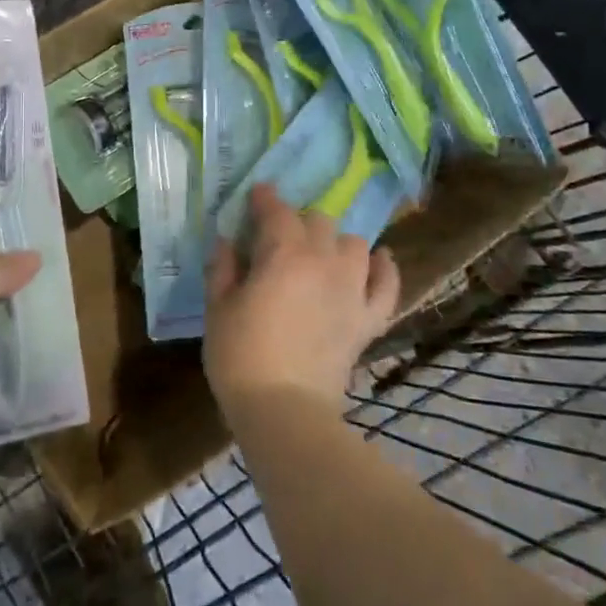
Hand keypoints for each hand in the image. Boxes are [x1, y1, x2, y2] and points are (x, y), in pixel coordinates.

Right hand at [204, 184, 399, 420]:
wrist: (283, 410)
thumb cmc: (240, 357)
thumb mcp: (218, 308)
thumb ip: (223, 268)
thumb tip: (226, 241)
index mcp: (283, 253)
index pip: (276, 211)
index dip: (265, 198)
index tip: (257, 195)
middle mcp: (324, 261)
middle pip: (318, 221)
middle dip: (298, 221)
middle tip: (280, 236)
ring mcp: (352, 289)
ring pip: (354, 244)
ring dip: (336, 242)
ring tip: (322, 252)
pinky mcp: (368, 318)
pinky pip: (388, 284)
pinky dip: (384, 268)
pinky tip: (378, 260)